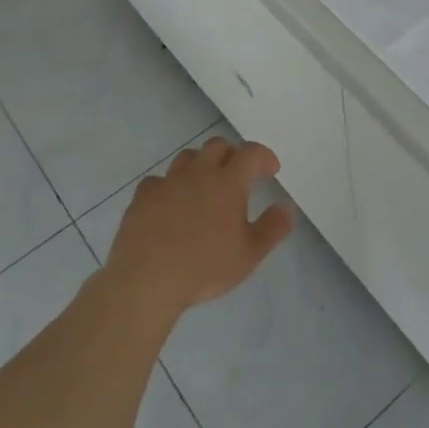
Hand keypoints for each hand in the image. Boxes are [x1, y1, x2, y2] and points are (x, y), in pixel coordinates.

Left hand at [104, 137, 294, 319]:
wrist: (146, 281)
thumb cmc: (205, 268)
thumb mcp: (250, 255)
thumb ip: (273, 228)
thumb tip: (285, 207)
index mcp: (228, 182)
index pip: (250, 153)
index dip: (263, 157)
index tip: (270, 171)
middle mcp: (198, 173)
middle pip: (218, 145)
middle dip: (232, 155)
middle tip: (238, 177)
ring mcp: (167, 182)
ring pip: (188, 157)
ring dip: (202, 165)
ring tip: (205, 186)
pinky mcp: (143, 196)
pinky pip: (160, 180)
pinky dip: (171, 186)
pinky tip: (171, 204)